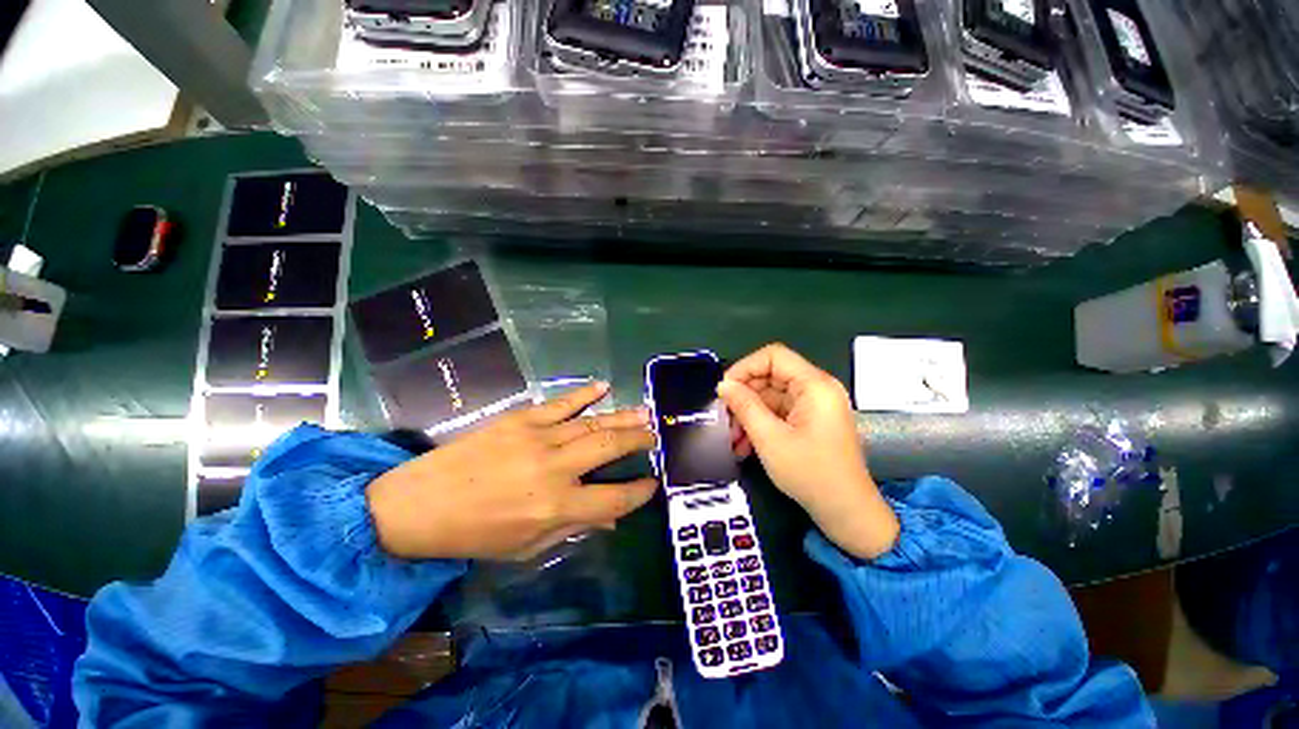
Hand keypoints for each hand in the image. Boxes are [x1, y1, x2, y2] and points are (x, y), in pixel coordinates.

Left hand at [367, 382, 656, 560]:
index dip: (640, 492)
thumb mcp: (526, 547)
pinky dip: (585, 394)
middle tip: (657, 436)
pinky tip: (604, 387)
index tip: (653, 483)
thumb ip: (573, 529)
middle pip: (610, 448)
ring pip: (593, 423)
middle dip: (639, 441)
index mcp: (555, 507)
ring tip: (646, 413)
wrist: (419, 503)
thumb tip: (610, 518)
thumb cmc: (475, 534)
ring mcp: (539, 438)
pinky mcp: (521, 419)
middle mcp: (554, 469)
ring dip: (623, 417)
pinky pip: (561, 403)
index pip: (614, 498)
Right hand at [717, 344, 899, 559]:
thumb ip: (744, 406)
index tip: (724, 389)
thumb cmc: (810, 473)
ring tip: (731, 438)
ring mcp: (813, 406)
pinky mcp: (809, 421)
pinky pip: (778, 413)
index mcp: (814, 385)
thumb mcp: (770, 438)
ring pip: (770, 397)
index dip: (745, 367)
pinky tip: (743, 446)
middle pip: (770, 377)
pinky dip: (760, 425)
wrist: (846, 512)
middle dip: (743, 396)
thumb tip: (723, 385)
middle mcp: (816, 389)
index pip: (773, 356)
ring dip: (748, 415)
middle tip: (723, 416)